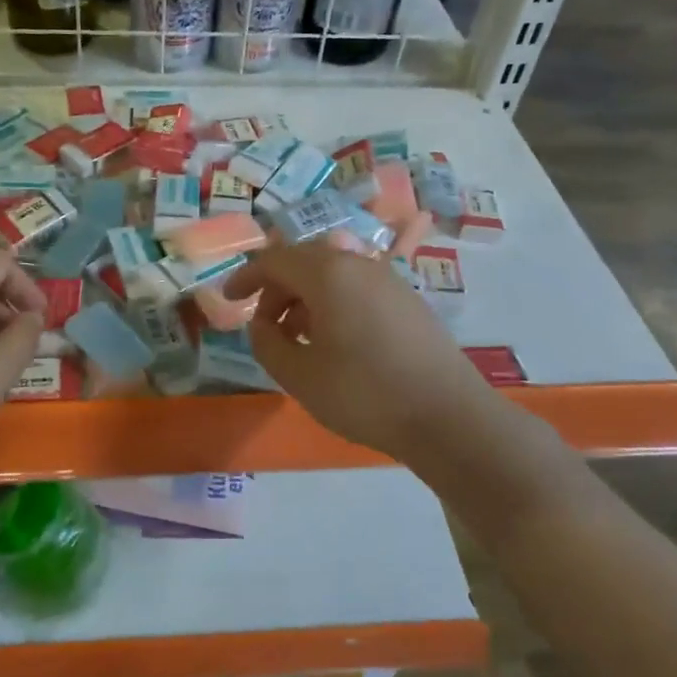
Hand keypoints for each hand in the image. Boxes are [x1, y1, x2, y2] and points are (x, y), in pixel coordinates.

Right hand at [222, 240, 487, 459]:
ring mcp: (389, 280)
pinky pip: (358, 288)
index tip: (228, 300)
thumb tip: (262, 325)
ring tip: (298, 339)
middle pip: (304, 261)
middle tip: (265, 326)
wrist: (448, 417)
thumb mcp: (299, 376)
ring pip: (333, 274)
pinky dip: (334, 304)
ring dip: (306, 298)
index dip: (246, 277)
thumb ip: (267, 344)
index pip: (274, 260)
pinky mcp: (409, 301)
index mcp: (328, 274)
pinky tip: (336, 343)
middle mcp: (359, 265)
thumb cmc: (364, 394)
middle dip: (277, 289)